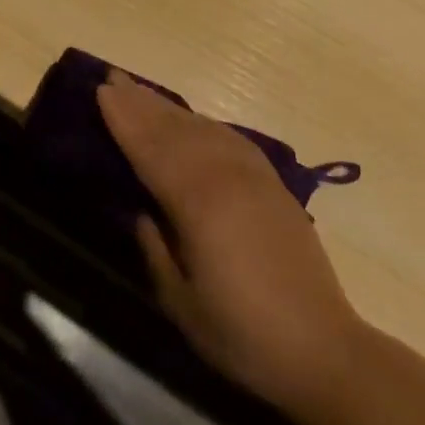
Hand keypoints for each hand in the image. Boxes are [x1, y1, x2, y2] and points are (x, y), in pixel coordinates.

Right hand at [98, 72, 362, 424]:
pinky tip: (193, 120)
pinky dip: (203, 122)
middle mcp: (224, 175)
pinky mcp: (272, 183)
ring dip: (169, 107)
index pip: (150, 148)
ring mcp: (252, 175)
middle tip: (114, 76)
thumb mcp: (181, 303)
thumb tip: (141, 211)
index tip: (101, 89)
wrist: (323, 348)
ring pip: (202, 127)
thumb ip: (155, 248)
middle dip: (141, 101)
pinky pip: (229, 136)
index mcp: (197, 202)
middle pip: (174, 128)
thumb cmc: (243, 334)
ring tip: (142, 90)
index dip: (124, 119)